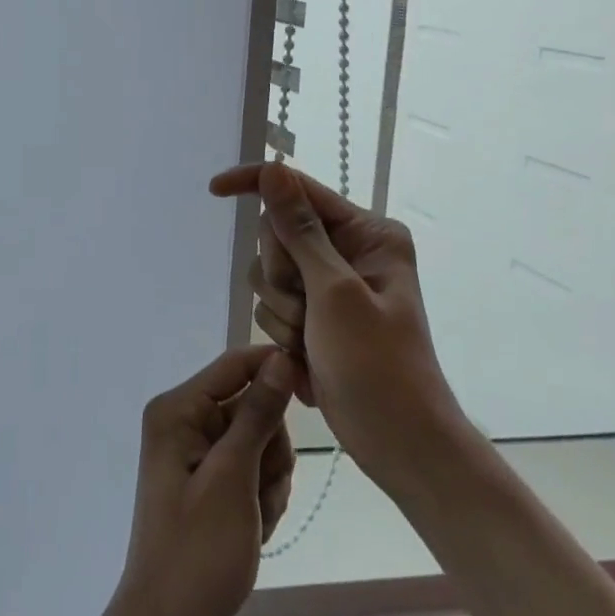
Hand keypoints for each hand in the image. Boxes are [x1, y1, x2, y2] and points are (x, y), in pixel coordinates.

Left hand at [97, 345, 297, 615]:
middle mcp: (184, 424)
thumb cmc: (197, 552)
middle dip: (270, 450)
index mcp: (178, 410)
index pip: (236, 365)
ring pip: (260, 443)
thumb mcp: (233, 478)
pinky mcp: (209, 486)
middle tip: (259, 492)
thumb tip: (281, 358)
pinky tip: (252, 532)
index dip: (276, 371)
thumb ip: (257, 414)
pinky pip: (252, 473)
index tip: (314, 393)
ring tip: (254, 520)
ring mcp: (196, 457)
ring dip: (269, 482)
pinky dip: (262, 500)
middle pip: (252, 407)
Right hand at [210, 162, 459, 488]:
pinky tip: (308, 361)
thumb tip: (273, 171)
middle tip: (307, 311)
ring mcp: (329, 286)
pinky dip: (282, 335)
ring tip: (311, 344)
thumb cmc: (378, 365)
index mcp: (367, 234)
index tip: (215, 189)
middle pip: (276, 234)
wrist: (399, 443)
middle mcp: (348, 251)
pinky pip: (272, 306)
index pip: (299, 190)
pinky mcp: (314, 317)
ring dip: (280, 312)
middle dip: (279, 275)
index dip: (256, 185)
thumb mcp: (336, 292)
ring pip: (268, 274)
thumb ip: (299, 229)